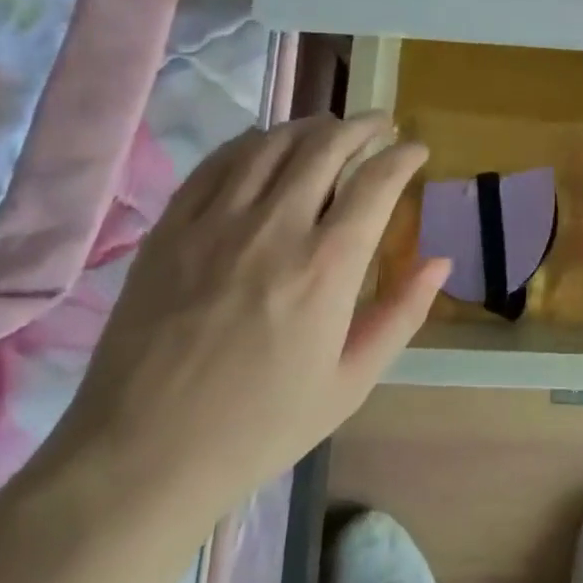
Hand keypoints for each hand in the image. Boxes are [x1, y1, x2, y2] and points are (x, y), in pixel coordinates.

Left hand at [46, 114, 448, 538]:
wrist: (142, 457)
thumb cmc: (259, 427)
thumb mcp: (350, 383)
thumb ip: (402, 314)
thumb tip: (440, 261)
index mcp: (326, 267)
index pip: (377, 181)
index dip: (403, 155)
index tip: (416, 149)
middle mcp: (275, 227)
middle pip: (326, 144)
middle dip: (362, 125)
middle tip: (379, 125)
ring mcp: (216, 222)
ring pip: (272, 143)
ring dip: (310, 126)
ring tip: (329, 129)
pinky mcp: (172, 228)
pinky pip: (217, 162)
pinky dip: (251, 142)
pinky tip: (264, 146)